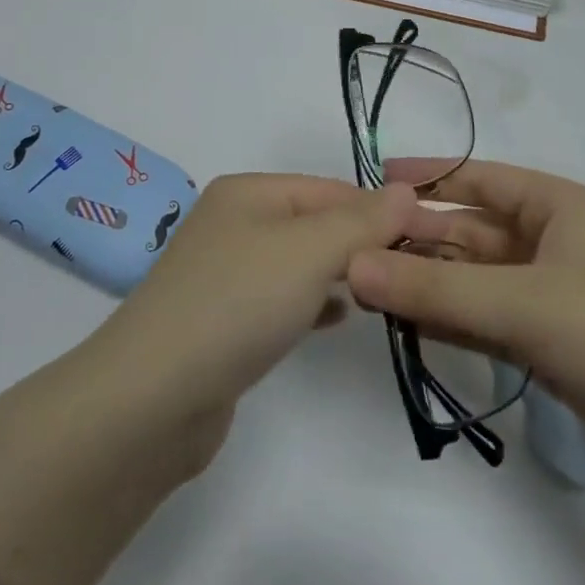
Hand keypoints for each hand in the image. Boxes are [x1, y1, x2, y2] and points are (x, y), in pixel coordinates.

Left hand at [87, 173, 449, 457]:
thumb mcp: (308, 251)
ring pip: (299, 263)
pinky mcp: (225, 320)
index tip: (429, 239)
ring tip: (385, 292)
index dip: (379, 209)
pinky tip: (340, 318)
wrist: (155, 396)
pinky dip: (313, 303)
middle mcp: (233, 224)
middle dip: (361, 242)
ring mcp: (225, 274)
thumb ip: (361, 221)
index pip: (329, 188)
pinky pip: (282, 300)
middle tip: (413, 270)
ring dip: (341, 273)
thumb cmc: (237, 304)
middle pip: (314, 223)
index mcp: (247, 193)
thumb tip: (406, 190)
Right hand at [345, 161, 584, 509]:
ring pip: (472, 279)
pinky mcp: (552, 346)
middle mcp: (553, 243)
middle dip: (414, 239)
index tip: (370, 183)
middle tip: (350, 251)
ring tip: (361, 290)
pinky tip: (404, 325)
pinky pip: (485, 320)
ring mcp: (552, 297)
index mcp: (558, 207)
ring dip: (425, 283)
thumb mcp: (526, 304)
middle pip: (468, 231)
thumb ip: (434, 289)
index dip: (425, 177)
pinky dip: (448, 321)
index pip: (477, 178)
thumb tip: (350, 265)